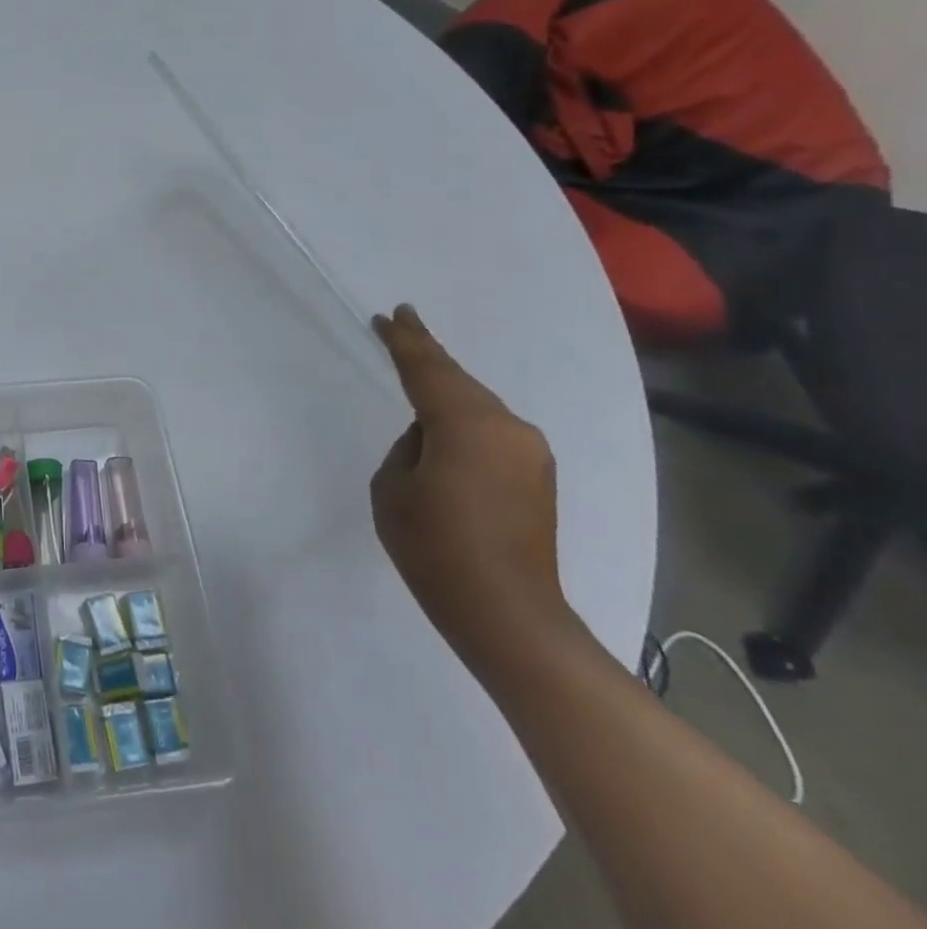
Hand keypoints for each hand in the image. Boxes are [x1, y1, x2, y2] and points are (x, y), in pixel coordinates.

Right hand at [371, 304, 570, 675]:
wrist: (508, 614)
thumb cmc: (435, 548)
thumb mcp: (394, 488)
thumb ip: (409, 447)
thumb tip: (432, 440)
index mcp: (467, 424)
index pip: (427, 369)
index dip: (405, 340)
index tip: (391, 314)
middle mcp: (507, 427)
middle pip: (458, 380)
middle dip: (428, 353)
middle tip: (402, 326)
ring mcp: (529, 451)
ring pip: (478, 404)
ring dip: (448, 388)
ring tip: (420, 371)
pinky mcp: (538, 476)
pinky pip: (492, 429)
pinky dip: (465, 417)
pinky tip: (447, 423)